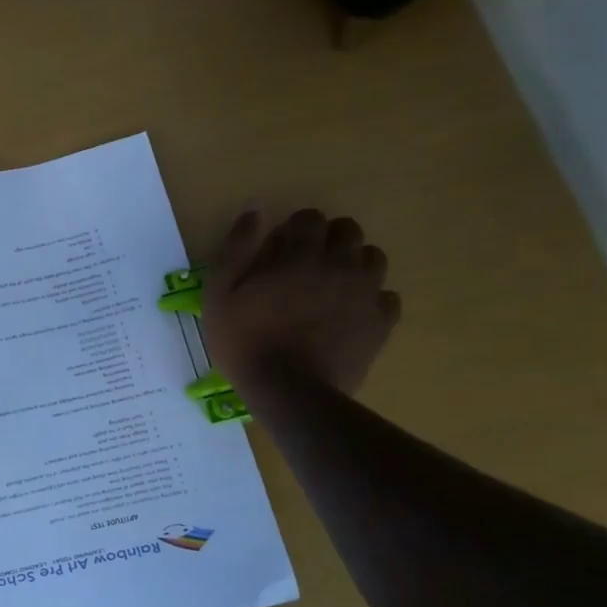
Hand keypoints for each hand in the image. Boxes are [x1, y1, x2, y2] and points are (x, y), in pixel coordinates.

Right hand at [202, 207, 399, 395]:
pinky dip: (371, 298)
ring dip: (353, 263)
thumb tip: (254, 214)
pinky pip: (387, 296)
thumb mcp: (219, 295)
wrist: (289, 392)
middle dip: (327, 238)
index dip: (294, 228)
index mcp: (301, 256)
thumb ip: (235, 250)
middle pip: (348, 231)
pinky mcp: (381, 322)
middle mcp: (340, 266)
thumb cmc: (244, 341)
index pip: (310, 218)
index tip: (280, 246)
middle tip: (306, 263)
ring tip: (331, 286)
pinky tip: (350, 312)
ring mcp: (366, 294)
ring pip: (373, 258)